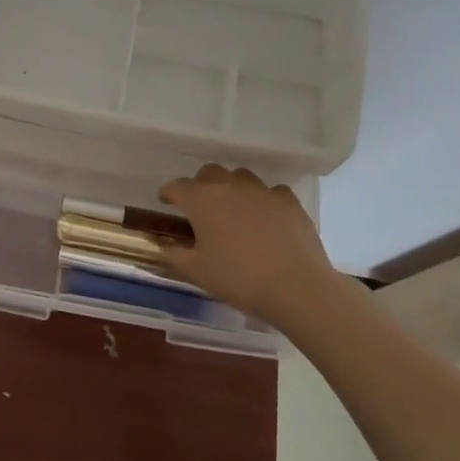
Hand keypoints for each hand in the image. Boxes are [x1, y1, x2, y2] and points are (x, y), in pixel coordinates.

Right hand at [158, 165, 341, 322]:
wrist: (296, 287)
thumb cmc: (238, 278)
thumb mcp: (196, 272)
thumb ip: (174, 254)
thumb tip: (163, 246)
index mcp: (202, 200)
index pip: (177, 187)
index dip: (168, 193)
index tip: (165, 201)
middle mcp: (230, 187)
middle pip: (209, 173)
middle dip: (200, 185)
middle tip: (200, 206)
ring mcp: (262, 191)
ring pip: (241, 177)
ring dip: (232, 188)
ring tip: (233, 209)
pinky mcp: (289, 202)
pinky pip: (272, 192)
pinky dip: (264, 200)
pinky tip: (266, 217)